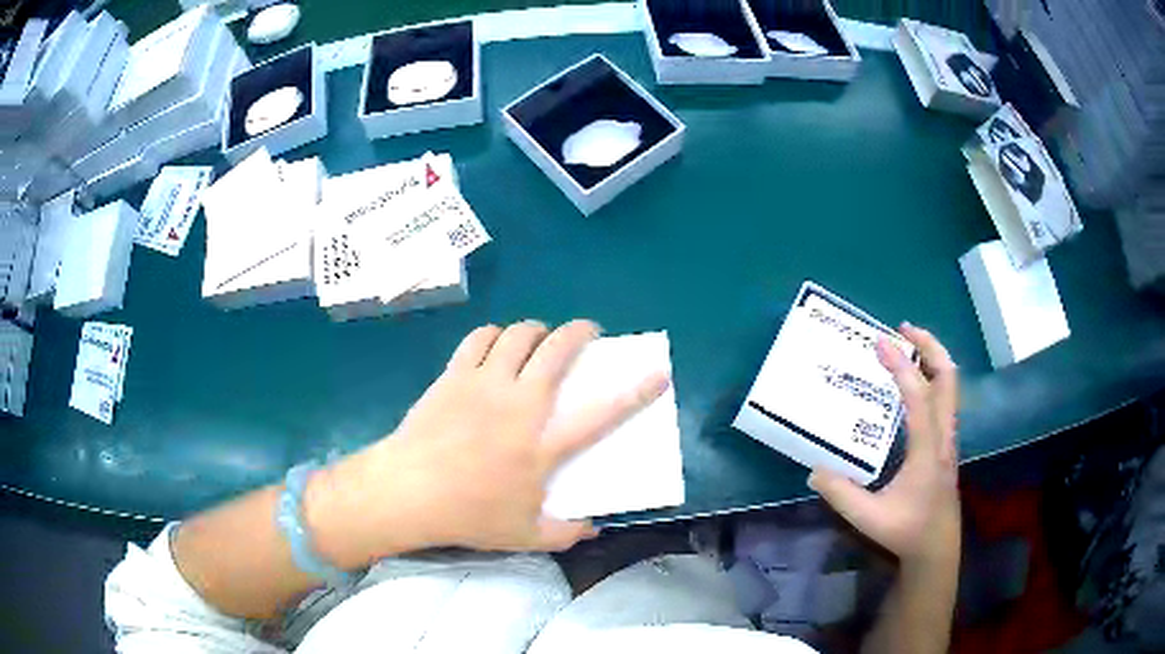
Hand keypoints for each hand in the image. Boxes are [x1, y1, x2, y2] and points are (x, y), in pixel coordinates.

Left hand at [305, 320, 670, 566]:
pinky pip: (480, 339)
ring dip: (537, 329)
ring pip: (519, 335)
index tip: (657, 372)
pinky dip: (494, 334)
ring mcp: (485, 384)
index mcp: (542, 446)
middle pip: (557, 351)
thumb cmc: (469, 515)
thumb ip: (565, 534)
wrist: (409, 491)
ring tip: (540, 338)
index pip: (601, 414)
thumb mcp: (524, 535)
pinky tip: (496, 344)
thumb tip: (593, 528)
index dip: (636, 391)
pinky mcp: (455, 375)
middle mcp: (520, 405)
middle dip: (580, 332)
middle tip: (587, 333)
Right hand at [809, 324, 959, 564]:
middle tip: (903, 330)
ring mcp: (949, 437)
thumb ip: (842, 495)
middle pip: (948, 378)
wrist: (937, 545)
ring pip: (951, 385)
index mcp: (928, 450)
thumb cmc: (907, 530)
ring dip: (932, 358)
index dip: (902, 368)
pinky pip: (944, 397)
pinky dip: (931, 376)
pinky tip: (912, 382)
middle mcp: (944, 436)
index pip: (919, 397)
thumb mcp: (869, 518)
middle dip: (929, 346)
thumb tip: (814, 470)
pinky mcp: (946, 441)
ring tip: (908, 344)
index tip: (880, 344)